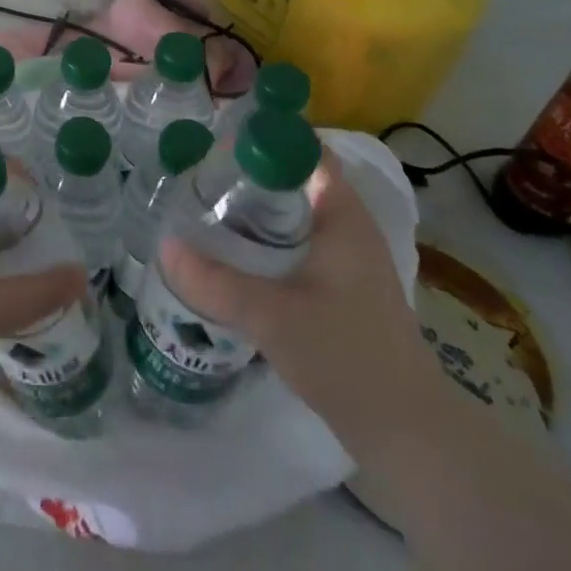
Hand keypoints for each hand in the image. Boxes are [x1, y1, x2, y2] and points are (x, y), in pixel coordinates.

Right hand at [159, 158, 439, 449]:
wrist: (406, 433)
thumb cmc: (347, 356)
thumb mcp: (271, 316)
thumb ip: (215, 282)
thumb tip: (164, 246)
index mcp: (342, 217)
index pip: (305, 151)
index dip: (264, 137)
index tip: (217, 139)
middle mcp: (347, 229)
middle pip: (294, 181)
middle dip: (247, 174)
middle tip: (198, 173)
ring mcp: (346, 261)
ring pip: (292, 216)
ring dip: (253, 210)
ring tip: (204, 207)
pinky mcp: (339, 290)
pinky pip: (295, 245)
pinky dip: (264, 240)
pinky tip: (231, 254)